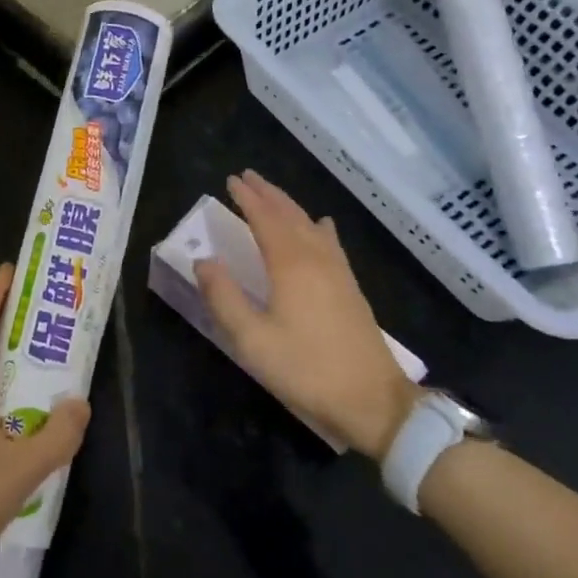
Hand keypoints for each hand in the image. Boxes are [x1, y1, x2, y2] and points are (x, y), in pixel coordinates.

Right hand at [193, 171, 418, 459]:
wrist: (373, 401)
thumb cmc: (306, 370)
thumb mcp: (252, 340)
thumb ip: (224, 298)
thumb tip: (204, 261)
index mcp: (290, 265)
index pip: (265, 219)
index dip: (247, 198)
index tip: (230, 180)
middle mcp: (316, 258)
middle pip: (290, 215)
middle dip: (268, 194)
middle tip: (247, 177)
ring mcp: (338, 272)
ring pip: (310, 225)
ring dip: (289, 205)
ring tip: (273, 194)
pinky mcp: (350, 288)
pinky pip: (330, 242)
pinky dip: (317, 226)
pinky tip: (321, 225)